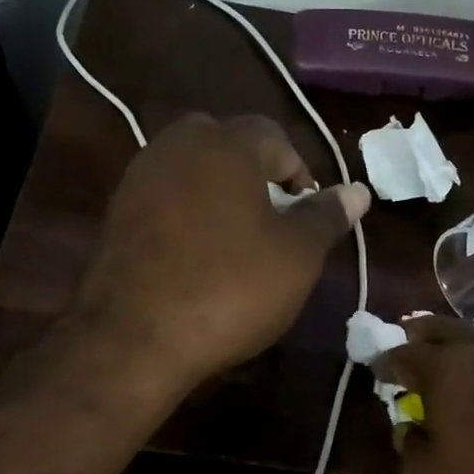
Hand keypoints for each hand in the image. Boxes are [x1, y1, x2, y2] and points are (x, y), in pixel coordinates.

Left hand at [71, 113, 368, 390]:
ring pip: (193, 171)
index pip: (275, 137)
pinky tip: (196, 257)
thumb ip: (326, 216)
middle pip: (228, 146)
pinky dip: (186, 216)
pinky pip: (165, 200)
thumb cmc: (230, 289)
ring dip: (219, 195)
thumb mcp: (296, 256)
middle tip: (272, 223)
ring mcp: (139, 178)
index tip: (307, 218)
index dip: (300, 174)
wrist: (135, 337)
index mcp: (227, 145)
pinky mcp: (116, 214)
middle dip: (256, 176)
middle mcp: (177, 146)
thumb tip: (358, 190)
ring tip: (236, 243)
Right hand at [378, 319, 473, 473]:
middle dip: (425, 338)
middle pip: (449, 331)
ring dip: (470, 355)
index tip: (378, 371)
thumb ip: (408, 451)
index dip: (386, 361)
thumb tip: (413, 429)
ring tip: (460, 374)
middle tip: (412, 347)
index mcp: (450, 367)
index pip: (404, 351)